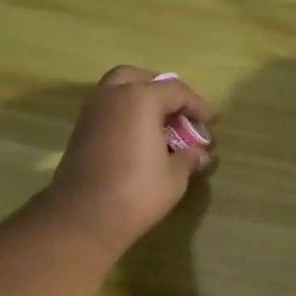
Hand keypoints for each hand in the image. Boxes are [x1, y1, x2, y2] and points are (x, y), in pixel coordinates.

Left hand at [44, 66, 218, 256]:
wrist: (84, 217)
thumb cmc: (137, 193)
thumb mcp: (174, 177)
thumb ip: (189, 158)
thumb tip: (202, 154)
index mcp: (140, 99)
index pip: (176, 91)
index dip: (199, 105)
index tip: (214, 120)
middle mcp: (112, 95)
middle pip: (142, 79)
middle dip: (164, 92)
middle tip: (180, 113)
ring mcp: (92, 111)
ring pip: (119, 91)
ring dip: (141, 101)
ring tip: (161, 126)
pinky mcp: (80, 130)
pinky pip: (108, 109)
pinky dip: (126, 114)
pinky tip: (140, 138)